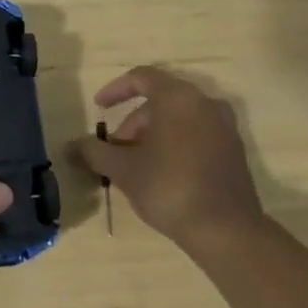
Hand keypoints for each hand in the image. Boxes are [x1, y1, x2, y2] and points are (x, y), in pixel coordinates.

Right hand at [73, 66, 268, 251]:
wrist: (226, 230)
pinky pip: (197, 134)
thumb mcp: (123, 169)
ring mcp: (224, 126)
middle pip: (160, 100)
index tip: (99, 108)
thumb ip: (95, 151)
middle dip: (132, 122)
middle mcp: (205, 103)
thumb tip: (73, 146)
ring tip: (135, 164)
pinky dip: (175, 143)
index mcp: (178, 98)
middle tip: (115, 149)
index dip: (115, 90)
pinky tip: (162, 173)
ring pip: (179, 119)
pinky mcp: (234, 150)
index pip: (142, 77)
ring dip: (153, 134)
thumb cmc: (169, 187)